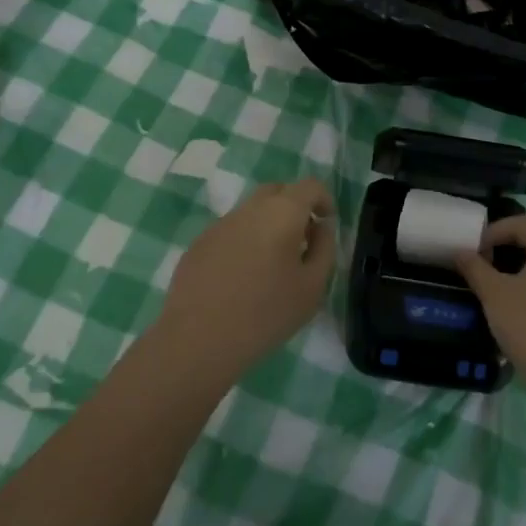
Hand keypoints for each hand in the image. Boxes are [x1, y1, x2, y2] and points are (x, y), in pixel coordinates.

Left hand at [156, 179, 336, 381]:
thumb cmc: (266, 314)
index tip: (327, 224)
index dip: (323, 199)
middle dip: (295, 207)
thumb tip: (321, 227)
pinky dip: (244, 241)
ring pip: (252, 211)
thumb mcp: (312, 286)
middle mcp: (249, 208)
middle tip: (302, 240)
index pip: (309, 186)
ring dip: (268, 225)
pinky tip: (241, 277)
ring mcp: (220, 224)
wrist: (198, 340)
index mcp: (282, 212)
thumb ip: (324, 248)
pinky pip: (230, 231)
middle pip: (278, 191)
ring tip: (271, 263)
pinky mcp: (199, 243)